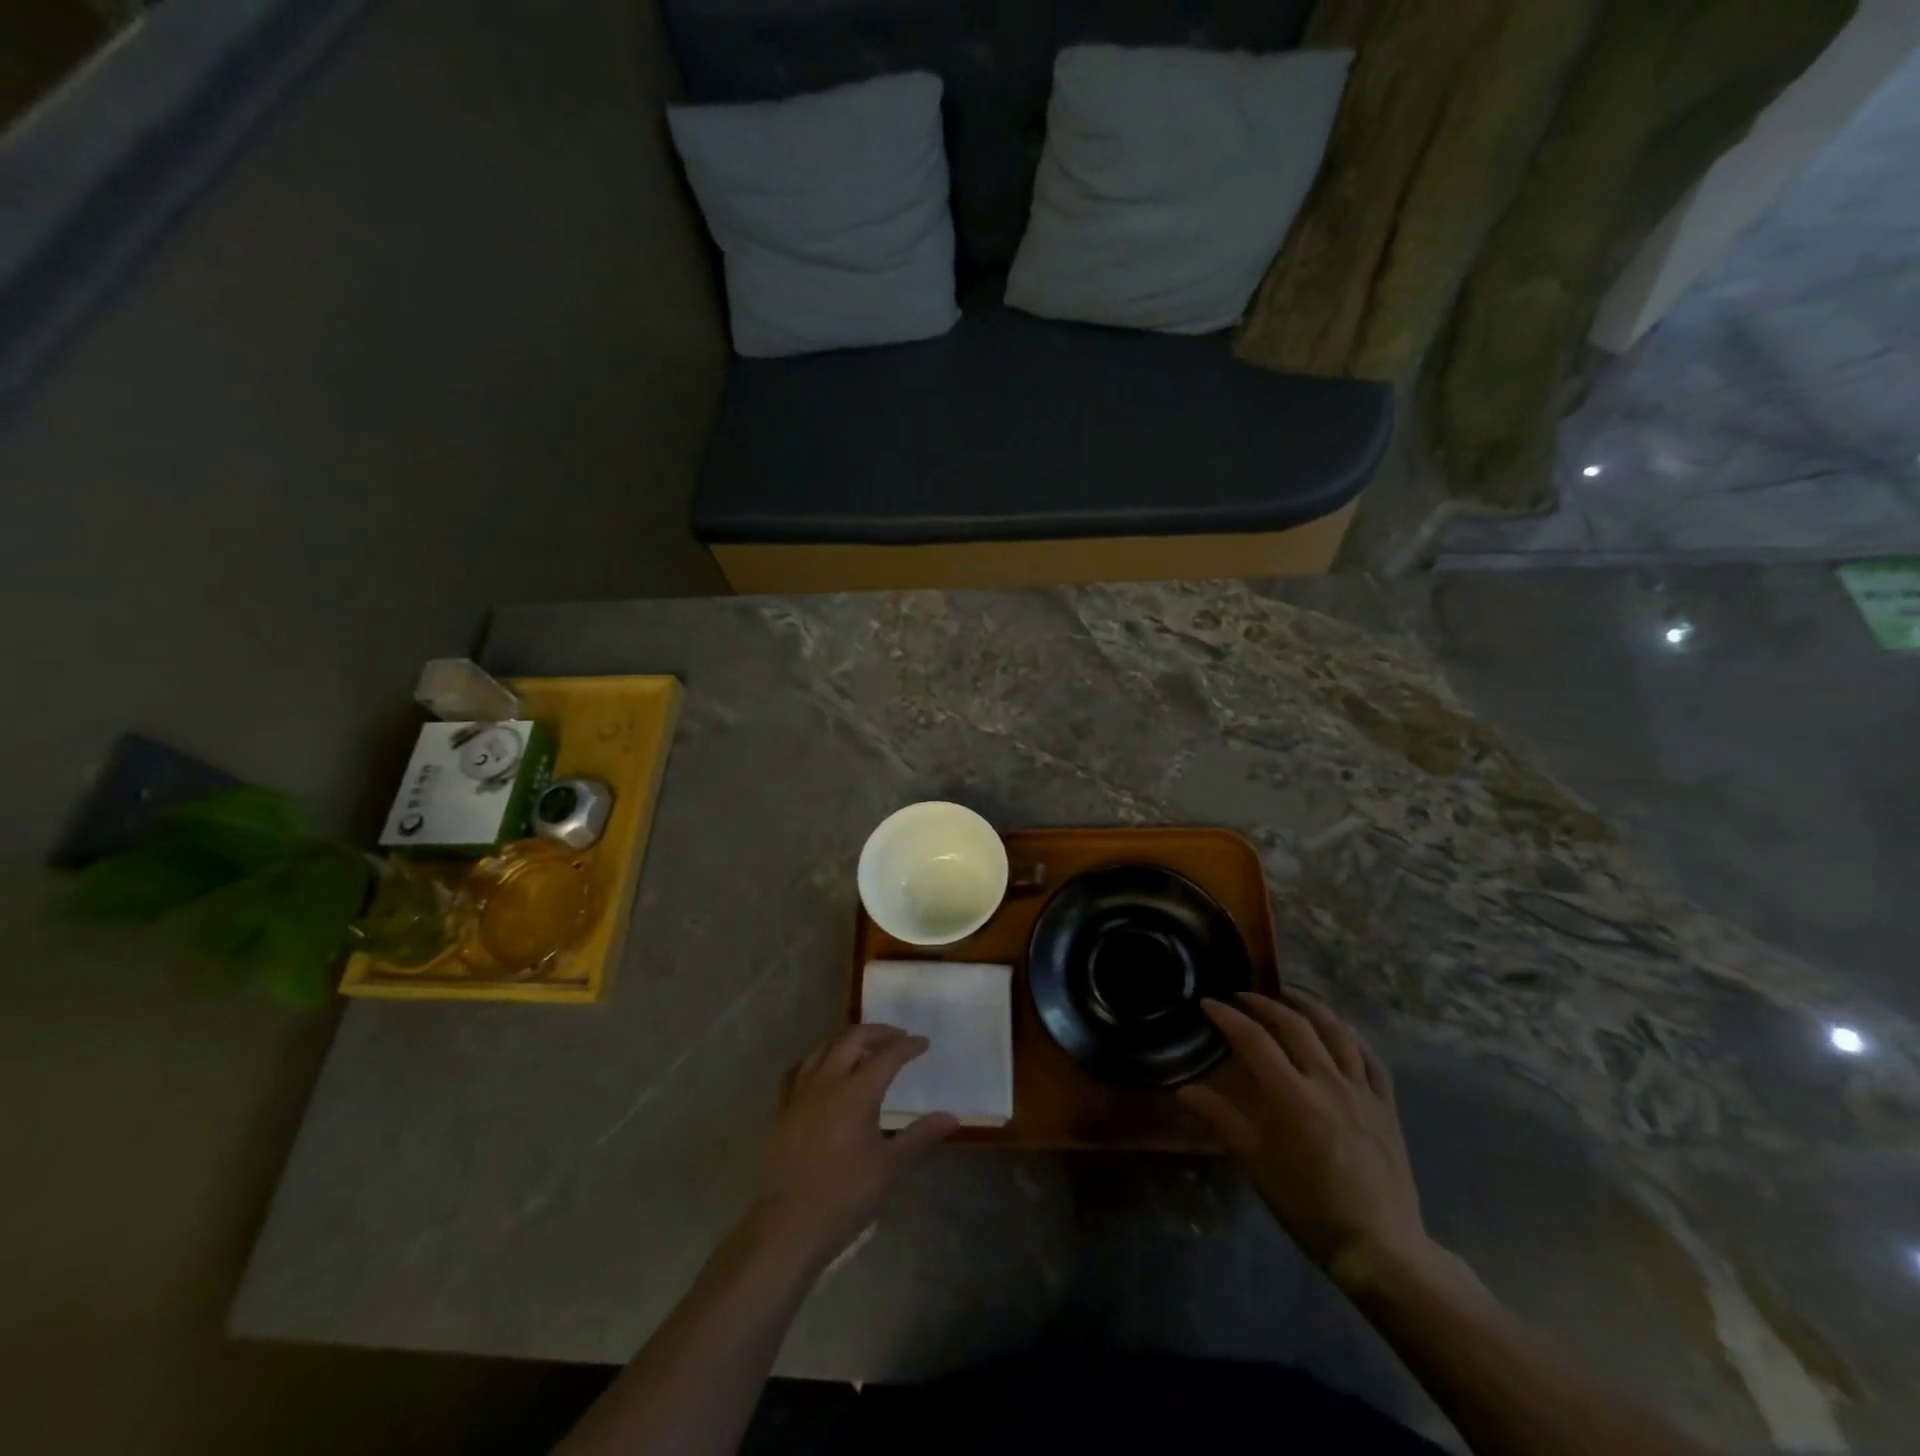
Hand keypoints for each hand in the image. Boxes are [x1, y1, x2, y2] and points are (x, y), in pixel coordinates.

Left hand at [752, 1025, 957, 1266]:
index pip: (887, 1056)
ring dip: (846, 1040)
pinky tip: (821, 1070)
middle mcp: (826, 1082)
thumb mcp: (890, 1168)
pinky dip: (815, 1059)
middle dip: (877, 1032)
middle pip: (852, 1039)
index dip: (907, 1047)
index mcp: (856, 1092)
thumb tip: (952, 1117)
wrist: (788, 1226)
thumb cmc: (845, 1196)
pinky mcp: (781, 1109)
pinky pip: (797, 1069)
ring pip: (823, 1047)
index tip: (923, 1043)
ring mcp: (799, 1093)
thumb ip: (921, 1137)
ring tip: (863, 1047)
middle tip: (897, 1037)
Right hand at [1179, 992, 1430, 1293]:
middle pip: (1295, 1025)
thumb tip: (1183, 1090)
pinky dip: (1352, 1035)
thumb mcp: (1256, 1164)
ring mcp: (1362, 1091)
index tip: (1209, 1004)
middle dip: (1265, 1003)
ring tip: (1290, 996)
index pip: (1254, 1040)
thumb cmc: (1309, 1206)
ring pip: (1336, 1032)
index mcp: (1292, 1096)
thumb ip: (1221, 1119)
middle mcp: (1328, 1082)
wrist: (1380, 1247)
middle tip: (1244, 996)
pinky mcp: (1387, 1105)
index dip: (1228, 1016)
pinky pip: (1372, 1058)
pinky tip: (1341, 1029)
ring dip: (1310, 1007)